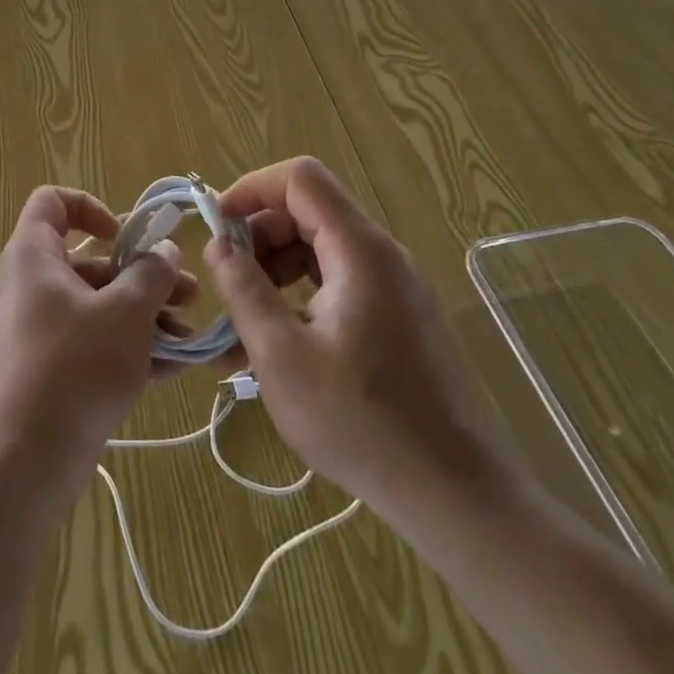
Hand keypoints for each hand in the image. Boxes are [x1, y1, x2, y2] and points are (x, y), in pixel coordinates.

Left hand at [0, 187, 193, 491]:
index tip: (125, 236)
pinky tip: (174, 367)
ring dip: (145, 313)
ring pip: (97, 305)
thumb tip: (165, 250)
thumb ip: (151, 273)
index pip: (52, 202)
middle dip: (142, 273)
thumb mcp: (126, 313)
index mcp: (34, 256)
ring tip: (189, 334)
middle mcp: (31, 286)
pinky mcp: (49, 370)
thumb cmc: (75, 367)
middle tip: (188, 291)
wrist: (26, 464)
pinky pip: (93, 342)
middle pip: (89, 261)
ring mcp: (39, 331)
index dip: (91, 207)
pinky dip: (129, 346)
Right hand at [206, 158, 513, 528]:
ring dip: (276, 270)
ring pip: (321, 247)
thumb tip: (218, 244)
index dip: (252, 188)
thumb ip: (244, 290)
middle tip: (230, 284)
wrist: (457, 495)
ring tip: (244, 322)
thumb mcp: (282, 357)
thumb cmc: (362, 422)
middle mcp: (382, 254)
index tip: (217, 226)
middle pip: (309, 211)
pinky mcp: (399, 316)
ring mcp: (395, 285)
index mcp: (359, 250)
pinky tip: (279, 344)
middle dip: (260, 236)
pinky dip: (302, 295)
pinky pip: (339, 281)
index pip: (300, 178)